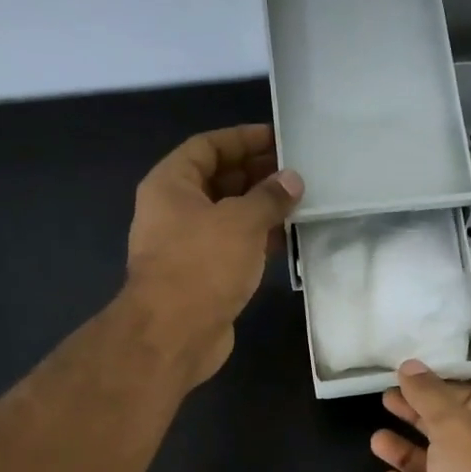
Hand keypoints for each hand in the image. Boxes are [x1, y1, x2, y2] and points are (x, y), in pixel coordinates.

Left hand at [125, 124, 302, 385]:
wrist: (175, 333)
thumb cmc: (202, 265)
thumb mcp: (241, 222)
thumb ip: (269, 197)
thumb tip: (291, 180)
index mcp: (171, 184)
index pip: (208, 147)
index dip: (242, 139)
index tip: (279, 138)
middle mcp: (174, 210)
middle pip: (218, 181)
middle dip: (256, 174)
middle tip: (297, 173)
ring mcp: (186, 246)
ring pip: (227, 216)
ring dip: (260, 210)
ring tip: (299, 204)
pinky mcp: (202, 277)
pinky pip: (232, 247)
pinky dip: (256, 240)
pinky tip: (285, 240)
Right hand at [370, 362, 470, 471]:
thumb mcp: (455, 427)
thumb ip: (430, 397)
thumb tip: (410, 366)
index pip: (470, 400)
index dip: (438, 388)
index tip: (405, 378)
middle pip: (449, 434)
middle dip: (418, 417)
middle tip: (384, 401)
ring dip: (406, 454)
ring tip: (376, 440)